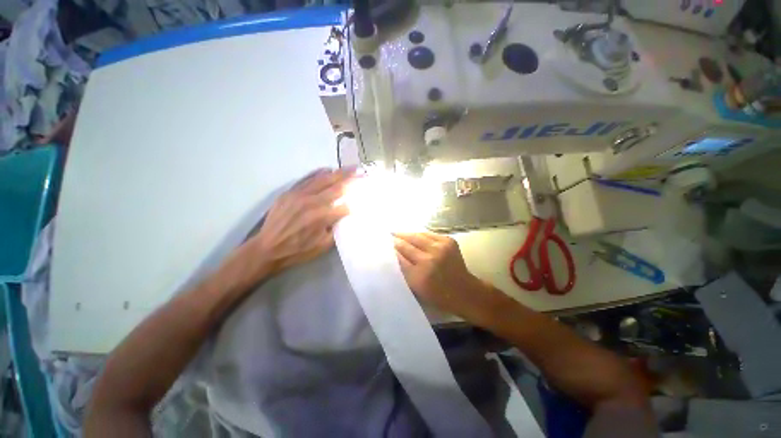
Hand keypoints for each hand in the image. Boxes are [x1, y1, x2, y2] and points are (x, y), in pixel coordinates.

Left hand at [239, 168, 354, 279]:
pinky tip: (327, 169)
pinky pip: (306, 179)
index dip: (356, 200)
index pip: (345, 205)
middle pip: (336, 186)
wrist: (267, 248)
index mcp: (322, 216)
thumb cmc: (298, 250)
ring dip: (338, 172)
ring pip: (322, 179)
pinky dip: (318, 173)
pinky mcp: (289, 192)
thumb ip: (337, 229)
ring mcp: (299, 194)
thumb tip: (346, 215)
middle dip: (351, 178)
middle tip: (361, 171)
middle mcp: (312, 202)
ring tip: (349, 167)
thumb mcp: (322, 246)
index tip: (364, 194)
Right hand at [393, 232, 506, 324]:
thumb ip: (403, 271)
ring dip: (405, 234)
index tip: (382, 246)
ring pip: (416, 236)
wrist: (465, 291)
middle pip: (406, 244)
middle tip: (387, 236)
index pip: (399, 257)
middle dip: (396, 239)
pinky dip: (419, 234)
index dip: (390, 250)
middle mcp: (430, 259)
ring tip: (396, 232)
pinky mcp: (448, 240)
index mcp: (420, 275)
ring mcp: (441, 247)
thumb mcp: (416, 289)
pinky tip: (412, 234)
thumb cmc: (438, 296)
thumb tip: (392, 254)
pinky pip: (428, 234)